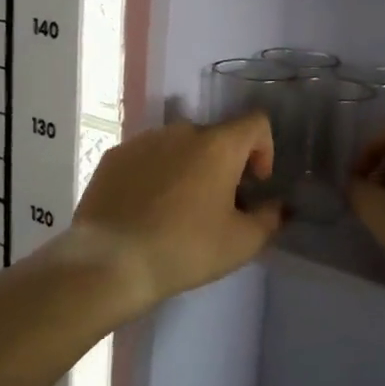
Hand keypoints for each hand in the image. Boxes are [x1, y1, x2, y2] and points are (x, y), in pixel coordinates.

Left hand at [71, 113, 283, 305]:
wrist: (108, 262)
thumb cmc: (184, 249)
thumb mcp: (241, 243)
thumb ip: (269, 218)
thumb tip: (276, 206)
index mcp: (218, 145)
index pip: (255, 123)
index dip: (264, 149)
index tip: (255, 184)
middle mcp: (181, 131)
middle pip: (215, 137)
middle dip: (224, 165)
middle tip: (217, 205)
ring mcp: (143, 140)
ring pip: (179, 147)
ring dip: (188, 168)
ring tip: (178, 210)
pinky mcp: (113, 156)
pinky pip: (147, 158)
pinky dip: (155, 175)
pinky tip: (146, 210)